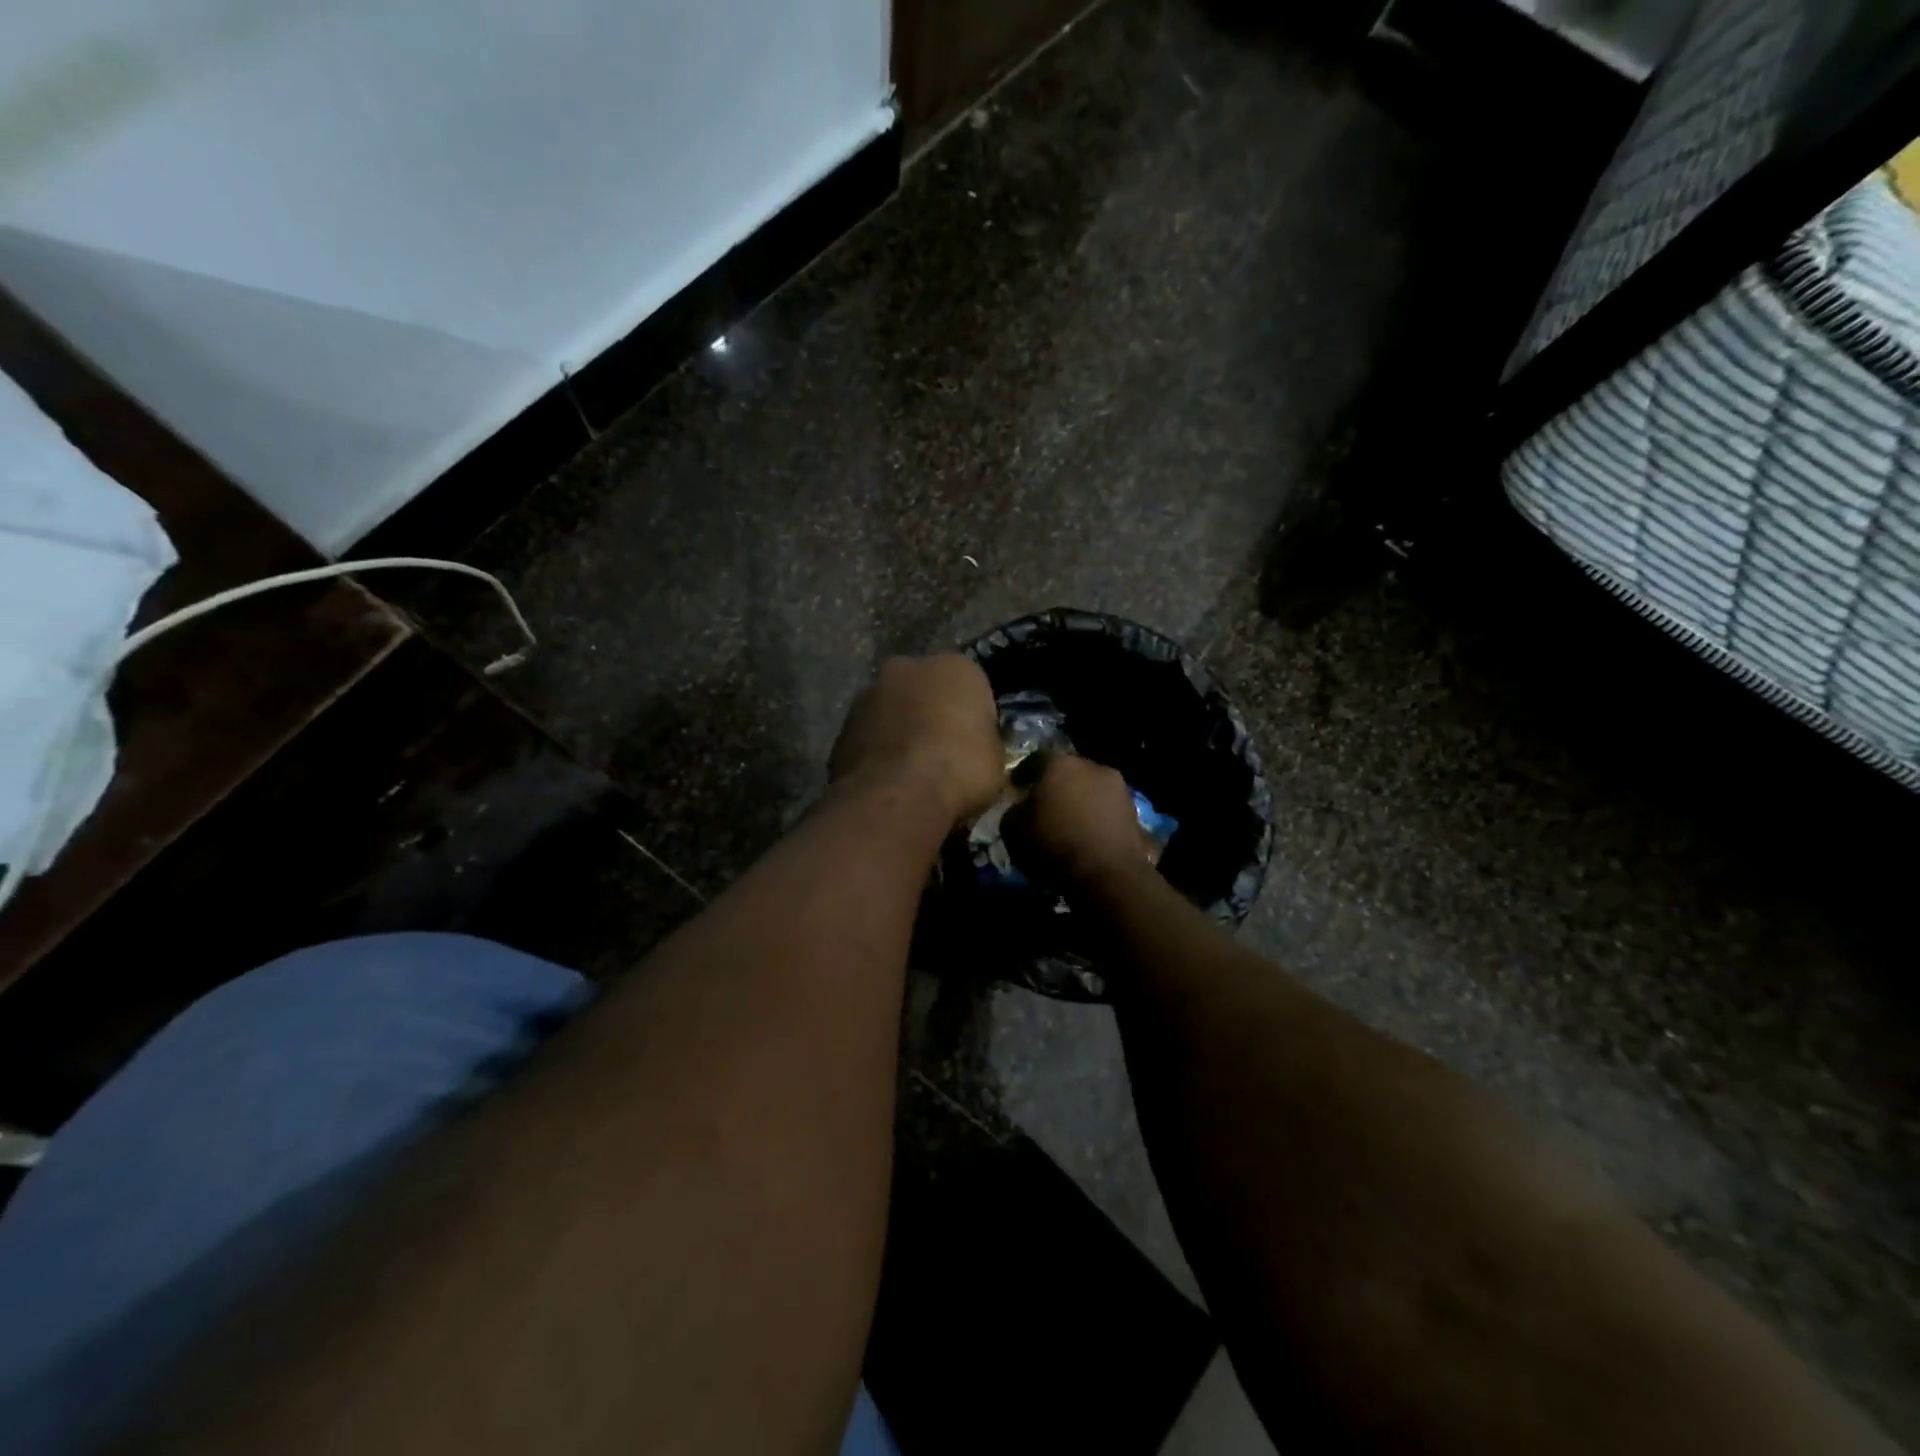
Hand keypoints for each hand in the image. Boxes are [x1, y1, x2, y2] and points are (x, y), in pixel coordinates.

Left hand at [829, 655, 1004, 824]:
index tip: (974, 743)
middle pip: (924, 690)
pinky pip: (868, 738)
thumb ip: (983, 741)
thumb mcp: (996, 759)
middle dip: (929, 713)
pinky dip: (876, 753)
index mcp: (954, 667)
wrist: (898, 796)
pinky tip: (887, 782)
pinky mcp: (841, 727)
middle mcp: (907, 668)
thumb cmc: (960, 769)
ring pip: (891, 710)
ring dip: (899, 731)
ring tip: (910, 772)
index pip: (970, 686)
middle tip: (940, 752)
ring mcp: (867, 695)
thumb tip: (976, 748)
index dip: (972, 716)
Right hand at [1014, 754, 1159, 891]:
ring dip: (1080, 801)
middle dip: (1055, 786)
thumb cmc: (1054, 843)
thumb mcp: (1013, 830)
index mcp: (1059, 763)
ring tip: (1069, 823)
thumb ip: (1013, 811)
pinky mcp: (1134, 811)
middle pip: (1067, 772)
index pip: (1035, 760)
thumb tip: (1019, 808)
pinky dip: (1096, 817)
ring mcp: (1118, 787)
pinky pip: (1107, 809)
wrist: (1107, 872)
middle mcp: (1091, 766)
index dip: (1023, 774)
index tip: (1016, 788)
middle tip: (1044, 806)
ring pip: (1090, 789)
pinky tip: (1088, 835)